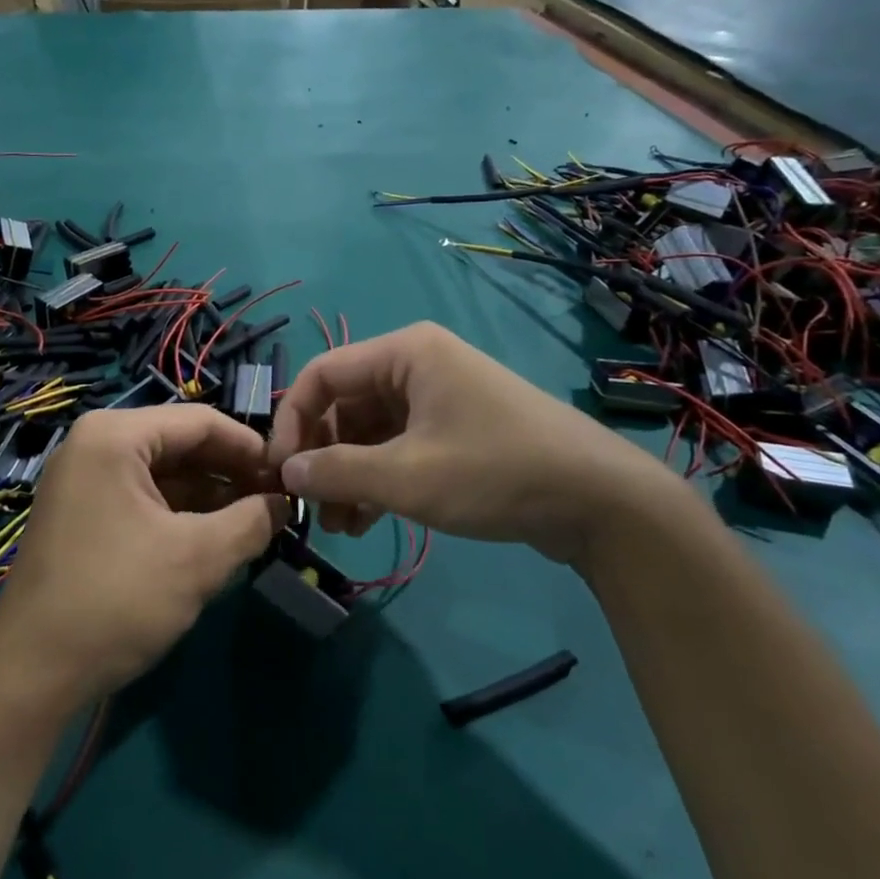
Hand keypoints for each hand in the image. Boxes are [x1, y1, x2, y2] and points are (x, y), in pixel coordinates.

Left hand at [0, 407, 286, 716]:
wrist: (32, 674)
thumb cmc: (117, 600)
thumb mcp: (198, 558)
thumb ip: (252, 521)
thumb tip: (284, 504)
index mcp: (116, 435)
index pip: (201, 422)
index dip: (251, 448)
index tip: (289, 477)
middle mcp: (95, 443)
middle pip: (181, 444)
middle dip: (231, 473)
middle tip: (276, 503)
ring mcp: (84, 478)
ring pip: (164, 473)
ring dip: (210, 495)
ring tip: (255, 522)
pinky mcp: (83, 512)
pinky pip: (143, 496)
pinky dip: (181, 512)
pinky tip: (215, 537)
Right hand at [268, 322, 687, 566]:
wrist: (600, 501)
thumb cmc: (495, 472)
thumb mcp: (406, 476)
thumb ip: (336, 472)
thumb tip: (285, 472)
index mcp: (405, 353)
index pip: (322, 375)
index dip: (292, 421)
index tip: (279, 471)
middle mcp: (417, 364)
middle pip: (344, 404)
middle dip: (322, 456)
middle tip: (309, 506)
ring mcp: (438, 397)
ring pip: (369, 431)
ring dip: (347, 474)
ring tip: (337, 525)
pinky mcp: (454, 430)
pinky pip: (397, 446)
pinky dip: (377, 479)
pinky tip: (364, 521)